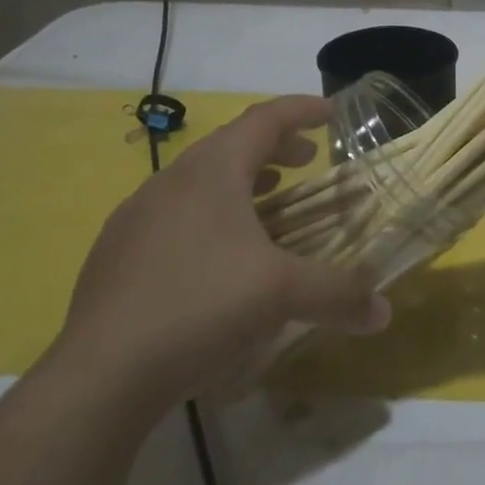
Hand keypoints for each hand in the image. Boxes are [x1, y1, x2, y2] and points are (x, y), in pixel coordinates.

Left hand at [47, 96, 389, 411]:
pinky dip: (210, 217)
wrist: (100, 374)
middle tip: (308, 162)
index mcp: (212, 170)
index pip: (264, 118)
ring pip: (199, 182)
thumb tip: (384, 312)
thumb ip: (339, 294)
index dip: (302, 110)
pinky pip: (175, 216)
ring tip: (270, 206)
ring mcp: (136, 216)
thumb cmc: (201, 305)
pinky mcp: (116, 253)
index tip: (331, 112)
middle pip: (232, 146)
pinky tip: (219, 259)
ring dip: (242, 184)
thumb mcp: (282, 294)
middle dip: (276, 149)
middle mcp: (171, 180)